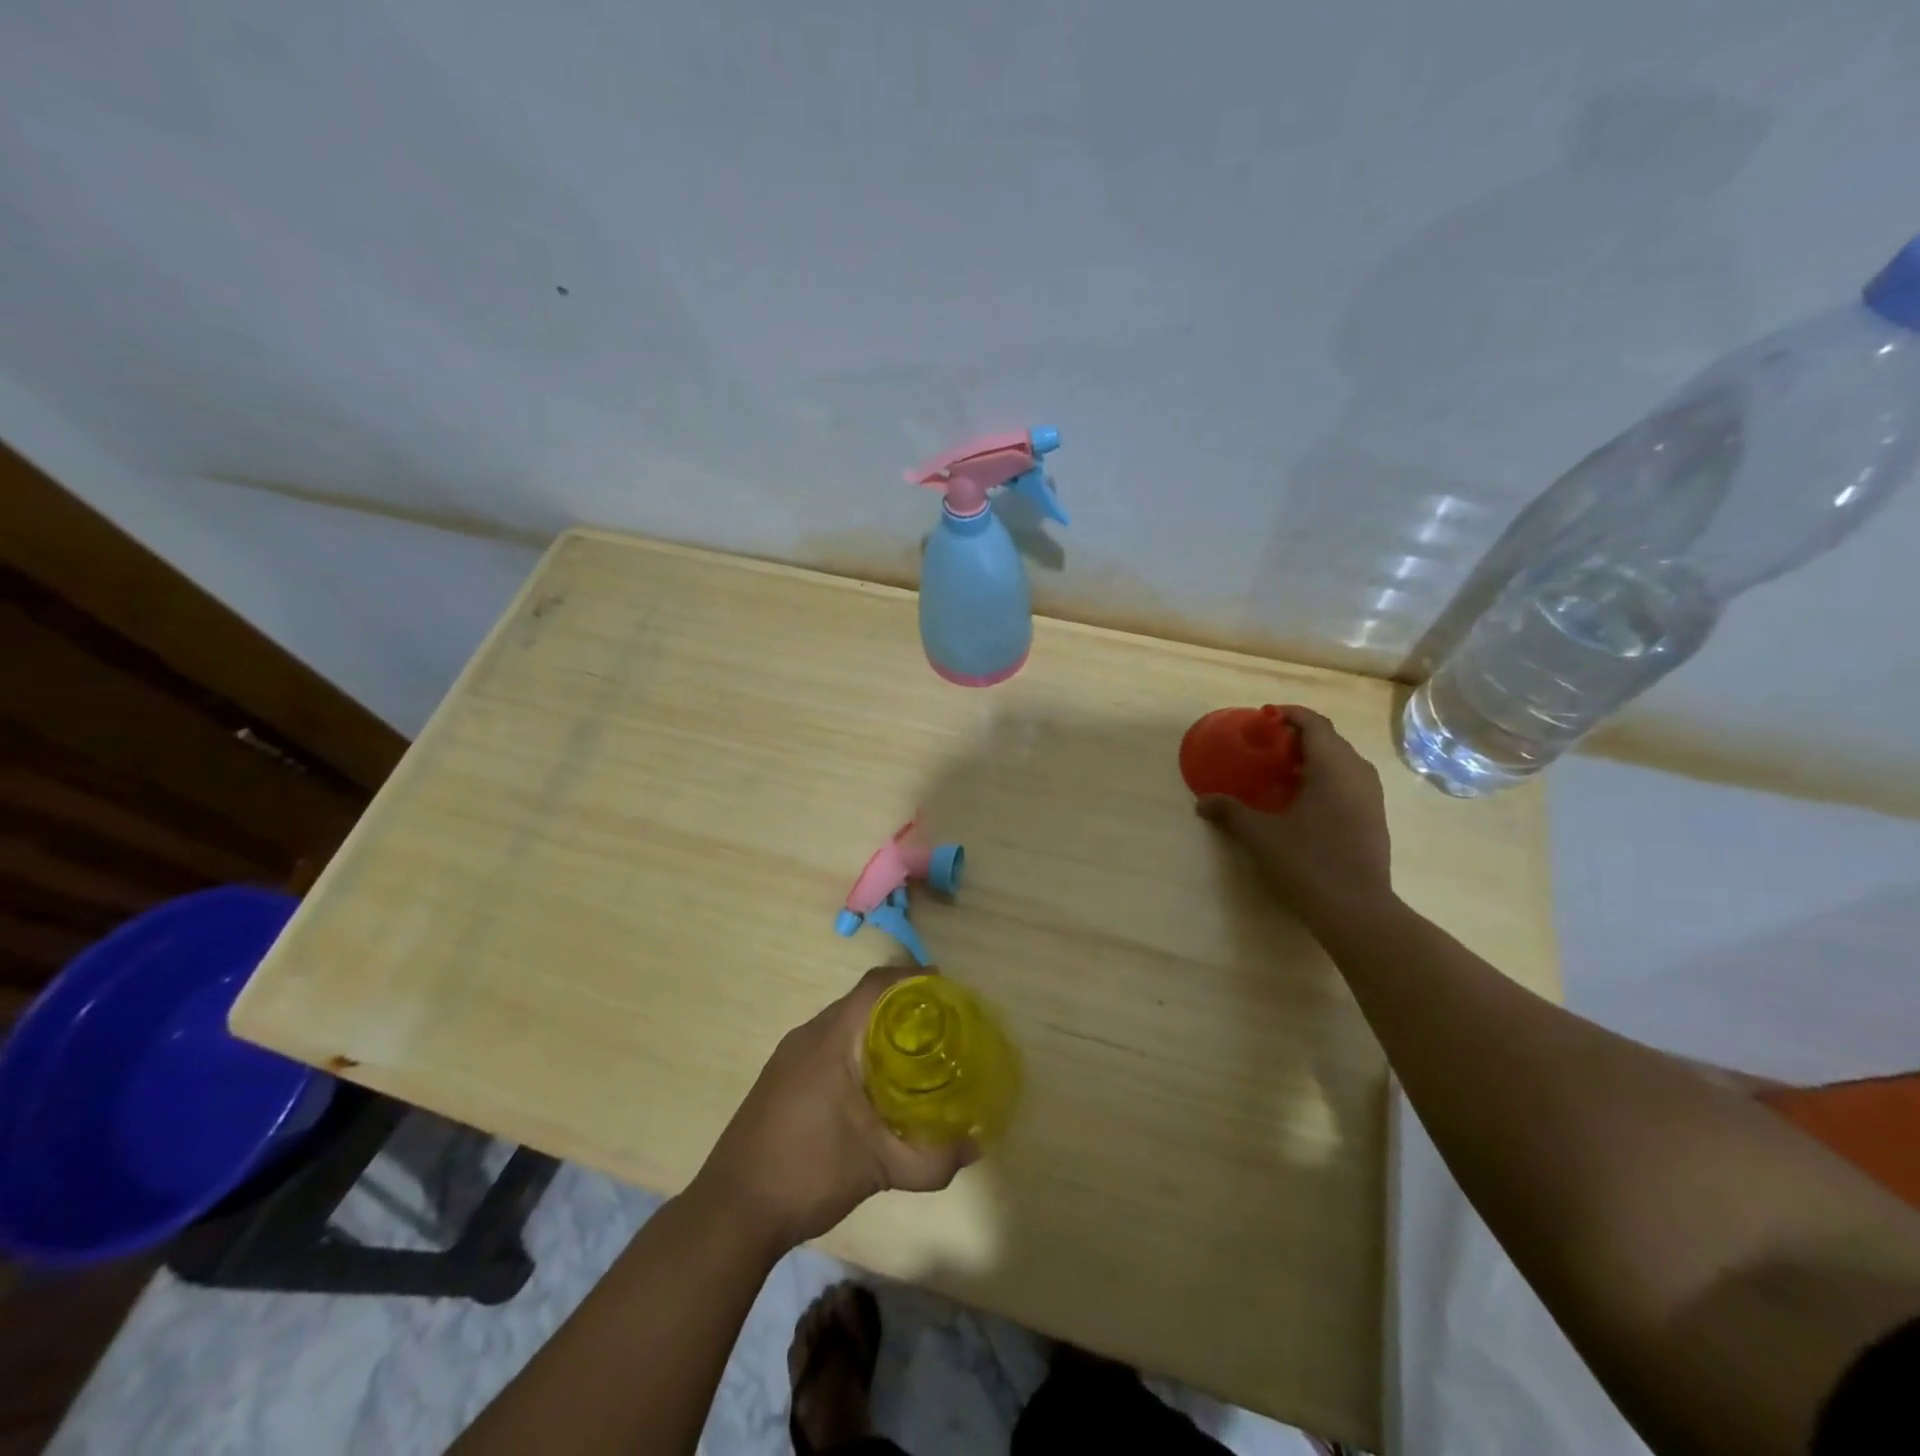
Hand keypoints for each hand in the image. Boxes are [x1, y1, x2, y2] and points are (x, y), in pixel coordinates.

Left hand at [692, 967, 975, 1249]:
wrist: (731, 1212)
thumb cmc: (808, 1173)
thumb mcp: (879, 1168)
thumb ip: (931, 1159)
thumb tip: (974, 1149)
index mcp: (832, 1037)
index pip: (877, 984)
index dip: (913, 978)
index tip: (947, 992)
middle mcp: (809, 1035)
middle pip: (863, 1001)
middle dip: (902, 1007)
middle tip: (939, 1029)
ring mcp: (790, 1056)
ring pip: (844, 1025)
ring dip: (878, 1031)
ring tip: (913, 1056)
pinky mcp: (780, 1078)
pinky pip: (827, 1046)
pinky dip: (856, 1051)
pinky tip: (872, 1088)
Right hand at [1197, 706, 1393, 921]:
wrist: (1356, 909)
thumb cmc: (1308, 862)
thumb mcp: (1261, 836)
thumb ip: (1231, 812)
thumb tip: (1202, 802)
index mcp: (1333, 767)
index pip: (1314, 724)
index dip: (1289, 715)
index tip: (1264, 717)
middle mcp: (1358, 773)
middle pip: (1330, 740)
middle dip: (1298, 736)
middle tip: (1267, 746)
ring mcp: (1371, 796)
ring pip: (1342, 761)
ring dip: (1313, 758)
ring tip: (1282, 772)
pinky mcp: (1374, 817)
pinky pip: (1349, 781)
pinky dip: (1325, 778)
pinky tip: (1302, 800)